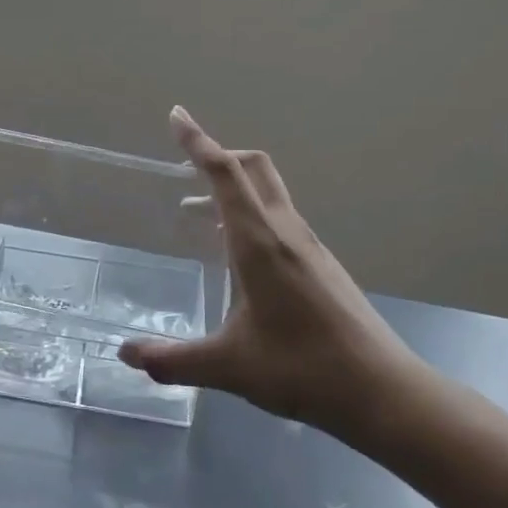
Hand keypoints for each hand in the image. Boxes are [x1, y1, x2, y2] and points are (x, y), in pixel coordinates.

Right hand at [119, 107, 438, 453]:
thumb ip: (173, 360)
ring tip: (200, 219)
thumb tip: (126, 354)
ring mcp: (310, 246)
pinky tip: (239, 258)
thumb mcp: (229, 366)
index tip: (177, 116)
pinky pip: (281, 219)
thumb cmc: (302, 369)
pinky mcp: (323, 264)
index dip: (198, 141)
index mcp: (258, 242)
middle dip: (219, 156)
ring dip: (234, 190)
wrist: (382, 391)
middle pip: (253, 168)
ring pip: (269, 193)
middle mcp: (285, 231)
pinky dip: (252, 216)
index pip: (224, 174)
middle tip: (186, 170)